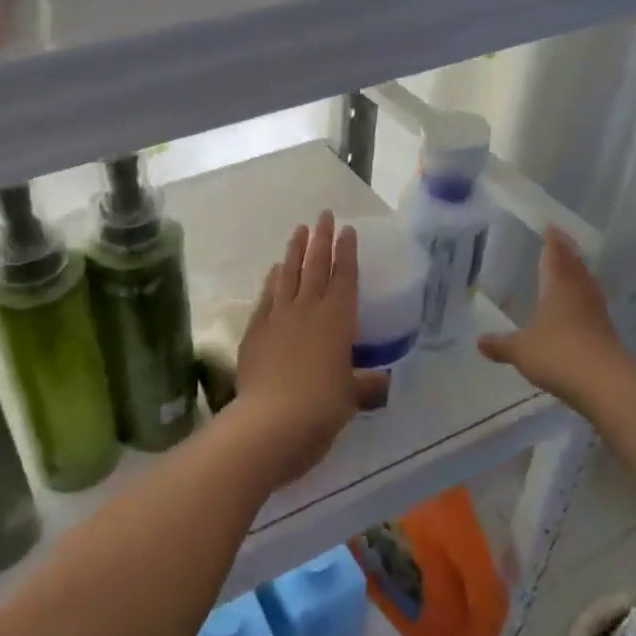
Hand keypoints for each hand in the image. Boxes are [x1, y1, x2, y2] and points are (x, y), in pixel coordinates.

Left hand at [231, 212, 380, 485]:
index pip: (345, 276)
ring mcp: (278, 317)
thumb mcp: (352, 396)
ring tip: (298, 231)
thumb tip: (380, 383)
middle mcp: (308, 309)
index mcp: (338, 319)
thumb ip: (366, 385)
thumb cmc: (323, 406)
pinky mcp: (255, 331)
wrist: (272, 420)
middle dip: (320, 239)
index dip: (347, 251)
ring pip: (288, 275)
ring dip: (294, 251)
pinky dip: (271, 281)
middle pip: (315, 266)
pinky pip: (266, 297)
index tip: (347, 229)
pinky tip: (273, 272)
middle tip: (322, 215)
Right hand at [477, 226, 630, 397]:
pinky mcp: (606, 334)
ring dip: (577, 275)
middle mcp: (580, 294)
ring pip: (586, 286)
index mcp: (559, 287)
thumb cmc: (558, 354)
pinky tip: (574, 309)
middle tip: (560, 242)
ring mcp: (596, 314)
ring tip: (568, 271)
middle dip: (567, 254)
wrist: (605, 384)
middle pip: (575, 267)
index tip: (551, 227)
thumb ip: (500, 344)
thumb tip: (479, 341)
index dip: (552, 242)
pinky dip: (581, 300)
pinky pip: (591, 307)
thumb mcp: (520, 350)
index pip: (556, 256)